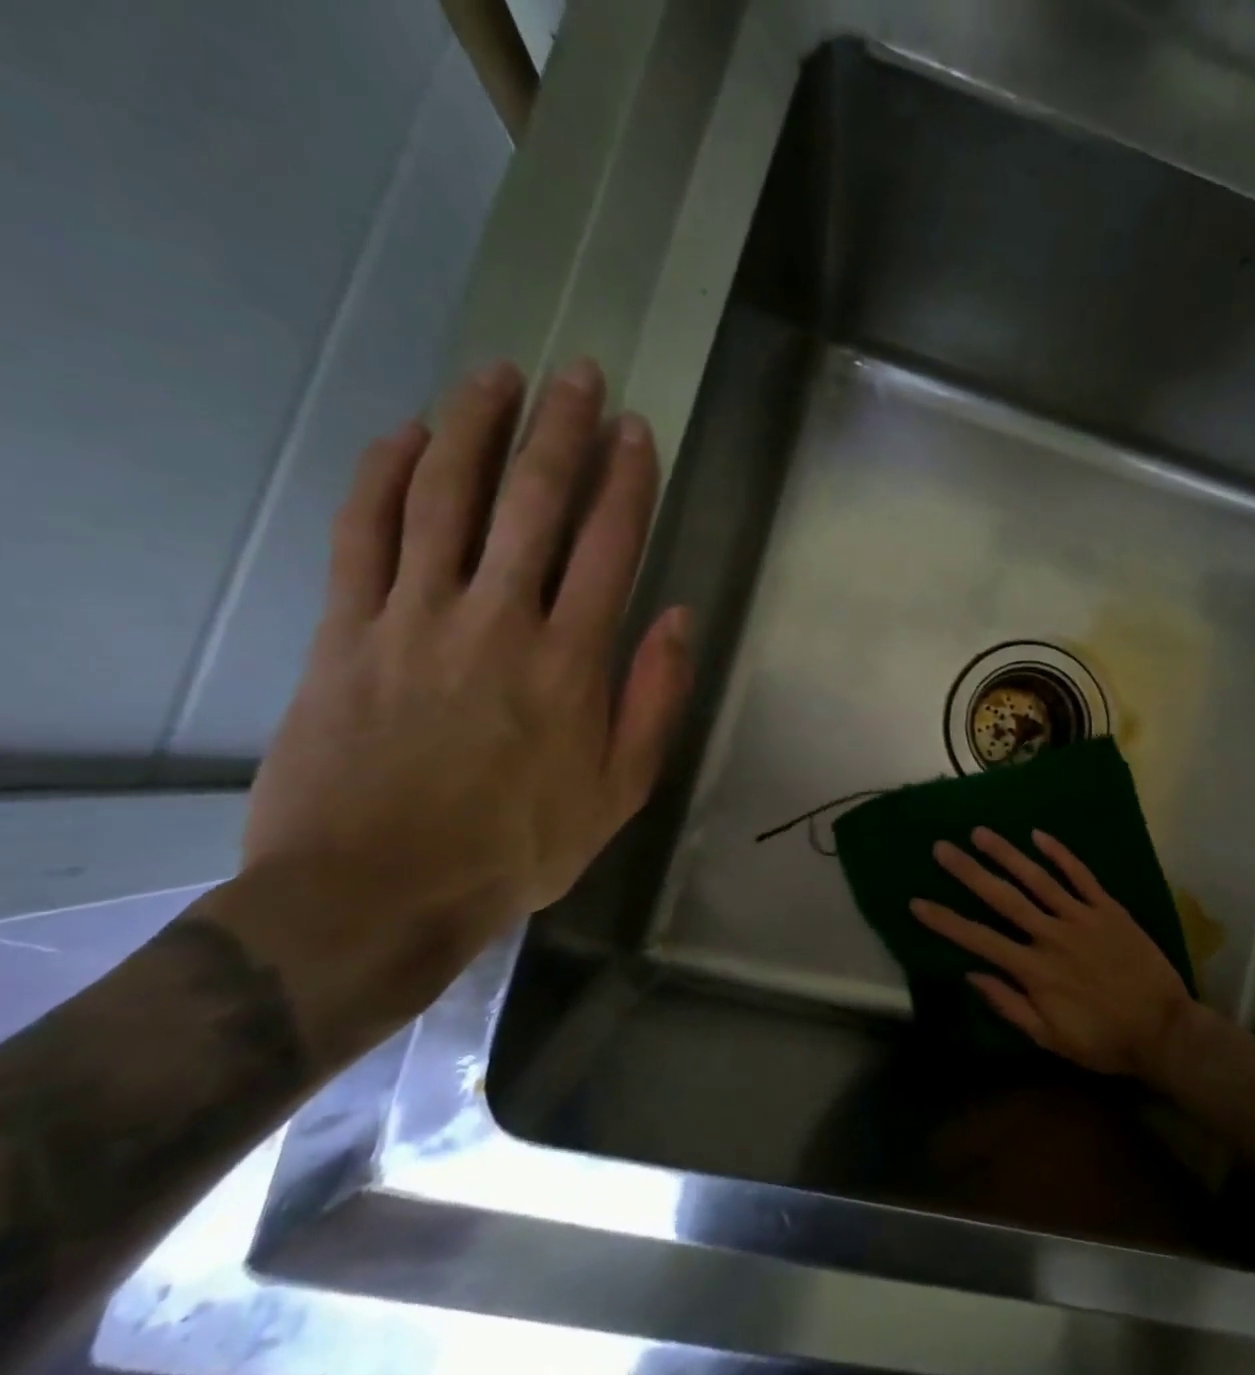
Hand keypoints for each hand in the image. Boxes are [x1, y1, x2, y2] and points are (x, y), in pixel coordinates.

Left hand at [242, 356, 691, 1019]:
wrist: (379, 891)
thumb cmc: (519, 845)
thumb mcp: (621, 789)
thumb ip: (654, 697)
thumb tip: (677, 616)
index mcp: (570, 660)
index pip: (609, 544)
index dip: (628, 479)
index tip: (637, 429)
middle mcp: (497, 619)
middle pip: (533, 501)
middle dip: (561, 429)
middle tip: (578, 373)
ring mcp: (414, 617)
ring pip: (444, 496)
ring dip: (474, 427)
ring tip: (498, 375)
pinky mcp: (346, 630)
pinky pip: (363, 533)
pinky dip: (383, 476)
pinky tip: (403, 436)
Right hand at [910, 828, 1193, 1080]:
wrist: (1164, 1030)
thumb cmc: (1104, 1040)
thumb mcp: (1050, 1038)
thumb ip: (1010, 1005)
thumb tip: (973, 975)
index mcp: (1034, 970)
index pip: (979, 940)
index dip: (946, 921)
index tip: (918, 902)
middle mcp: (1052, 935)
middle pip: (1003, 898)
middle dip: (969, 872)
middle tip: (941, 848)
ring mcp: (1082, 917)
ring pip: (1038, 878)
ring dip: (1007, 853)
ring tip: (980, 832)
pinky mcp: (1109, 909)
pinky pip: (1081, 875)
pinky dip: (1060, 854)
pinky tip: (1038, 836)